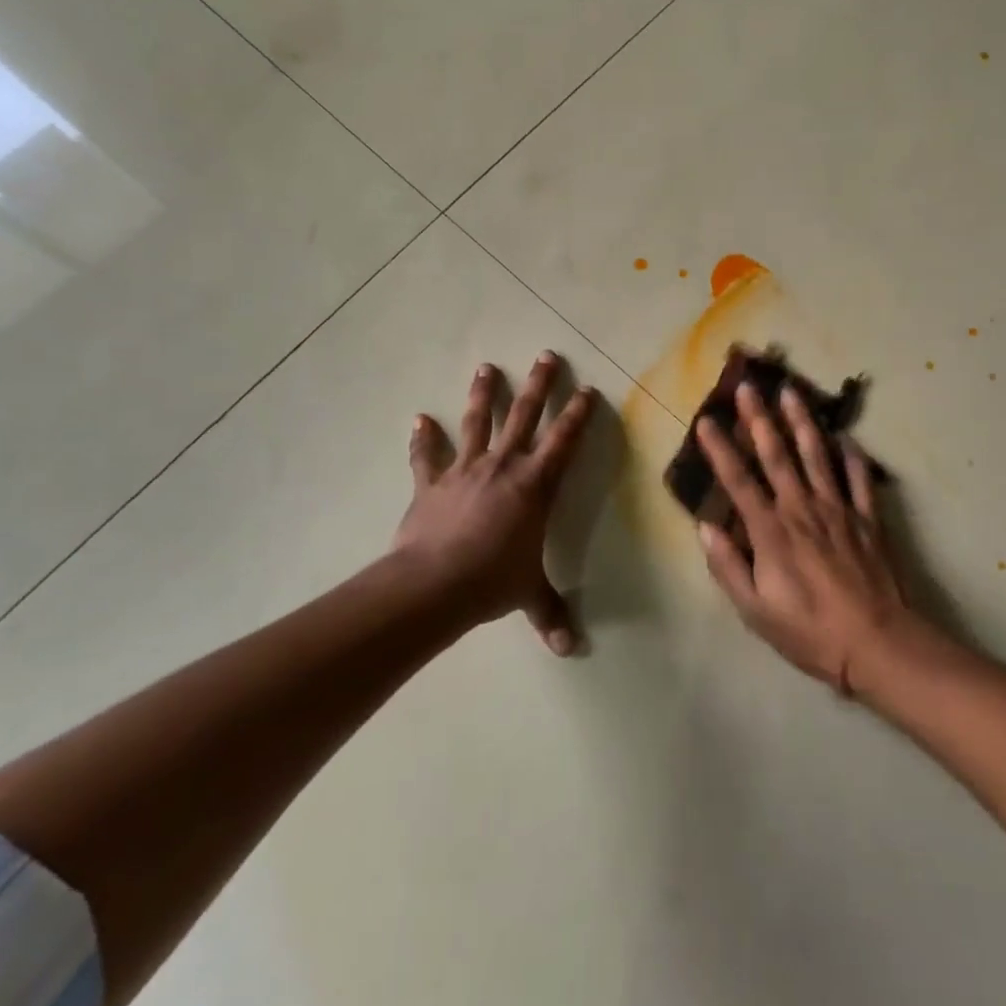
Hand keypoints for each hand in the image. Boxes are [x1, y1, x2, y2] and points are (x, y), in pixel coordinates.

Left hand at [393, 352, 595, 654]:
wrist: (434, 584)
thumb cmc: (492, 582)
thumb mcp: (528, 596)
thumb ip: (549, 614)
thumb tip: (570, 649)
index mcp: (534, 486)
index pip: (564, 442)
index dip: (577, 415)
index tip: (587, 389)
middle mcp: (502, 467)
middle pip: (524, 417)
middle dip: (537, 386)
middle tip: (546, 355)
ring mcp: (464, 471)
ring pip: (477, 424)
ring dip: (482, 395)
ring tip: (487, 367)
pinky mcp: (431, 483)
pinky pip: (427, 456)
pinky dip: (423, 439)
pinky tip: (419, 419)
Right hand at [696, 382, 911, 695]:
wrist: (878, 644)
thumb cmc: (810, 632)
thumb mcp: (755, 611)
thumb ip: (728, 566)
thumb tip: (706, 528)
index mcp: (770, 531)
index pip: (738, 480)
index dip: (720, 449)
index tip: (706, 420)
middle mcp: (801, 509)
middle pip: (776, 455)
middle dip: (758, 418)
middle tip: (748, 386)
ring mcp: (838, 509)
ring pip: (816, 455)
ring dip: (801, 421)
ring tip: (791, 391)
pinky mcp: (868, 518)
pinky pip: (859, 478)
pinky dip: (852, 455)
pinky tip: (846, 436)